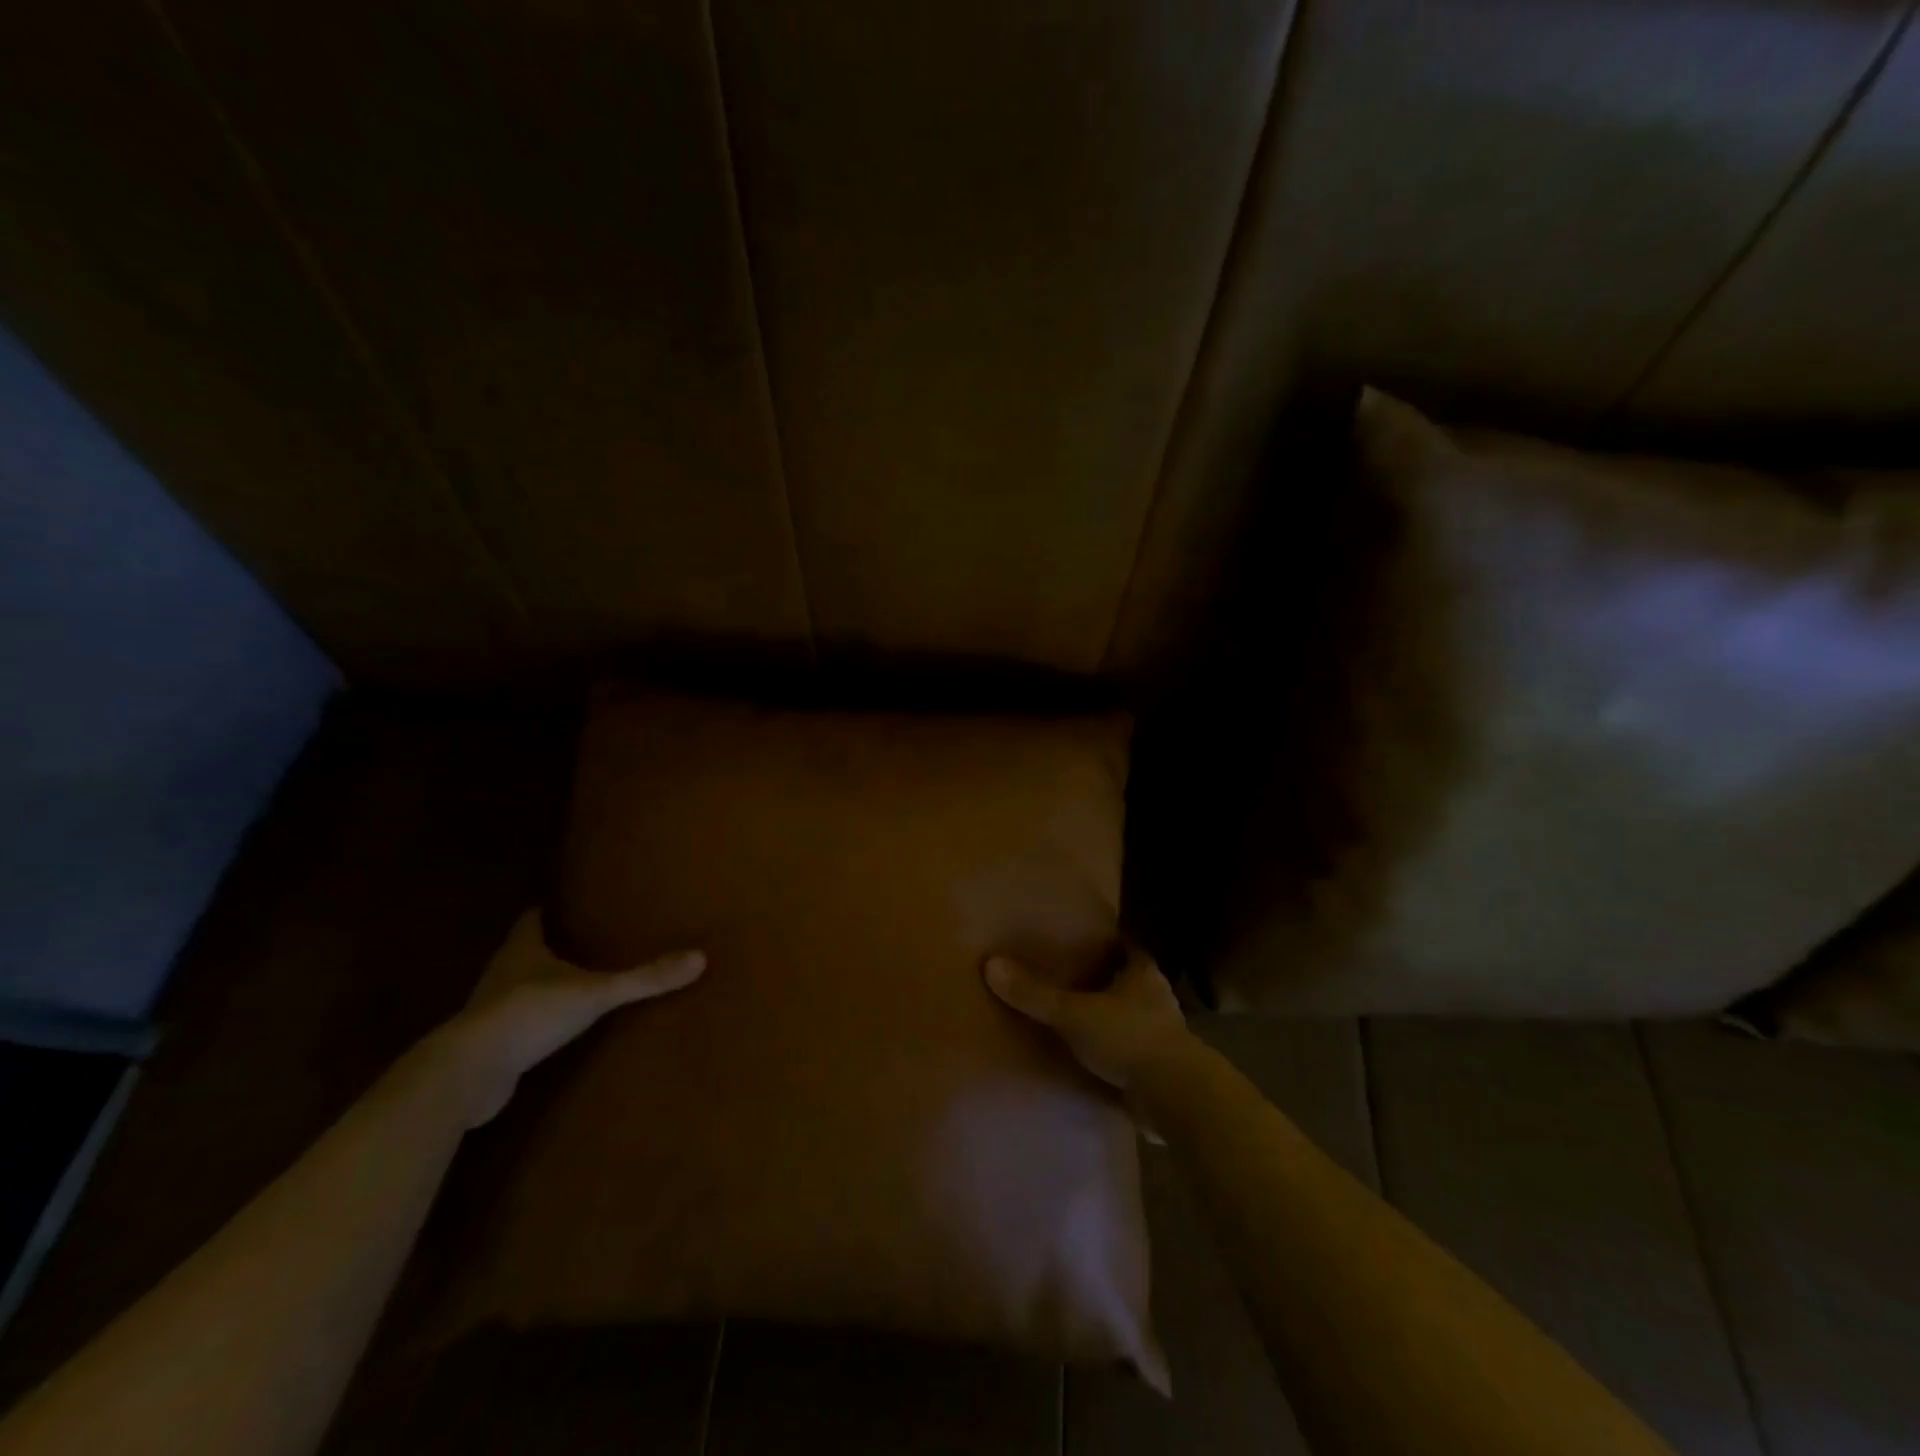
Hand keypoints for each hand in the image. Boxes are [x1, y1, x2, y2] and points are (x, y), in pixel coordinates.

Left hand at [434, 909, 705, 1124]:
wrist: (468, 1074)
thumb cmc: (529, 1014)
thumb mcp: (595, 994)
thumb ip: (644, 979)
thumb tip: (700, 958)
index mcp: (522, 951)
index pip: (531, 920)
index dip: (546, 910)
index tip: (565, 903)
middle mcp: (502, 974)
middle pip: (523, 952)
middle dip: (548, 946)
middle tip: (581, 940)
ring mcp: (491, 1012)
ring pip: (517, 988)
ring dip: (540, 985)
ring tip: (574, 982)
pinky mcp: (490, 1047)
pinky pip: (517, 1026)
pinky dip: (535, 1023)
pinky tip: (556, 1030)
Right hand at [983, 945, 1188, 1090]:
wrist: (1175, 1096)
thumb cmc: (1129, 1038)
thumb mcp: (1074, 1013)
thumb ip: (1035, 994)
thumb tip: (990, 964)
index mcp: (1144, 975)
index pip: (1129, 950)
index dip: (1112, 946)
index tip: (1089, 943)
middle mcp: (1158, 1000)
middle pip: (1133, 984)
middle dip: (1110, 984)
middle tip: (1078, 981)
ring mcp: (1165, 1037)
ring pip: (1136, 1019)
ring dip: (1116, 1021)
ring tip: (1083, 1021)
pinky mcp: (1164, 1071)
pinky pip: (1136, 1055)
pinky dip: (1120, 1055)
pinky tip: (1098, 1061)